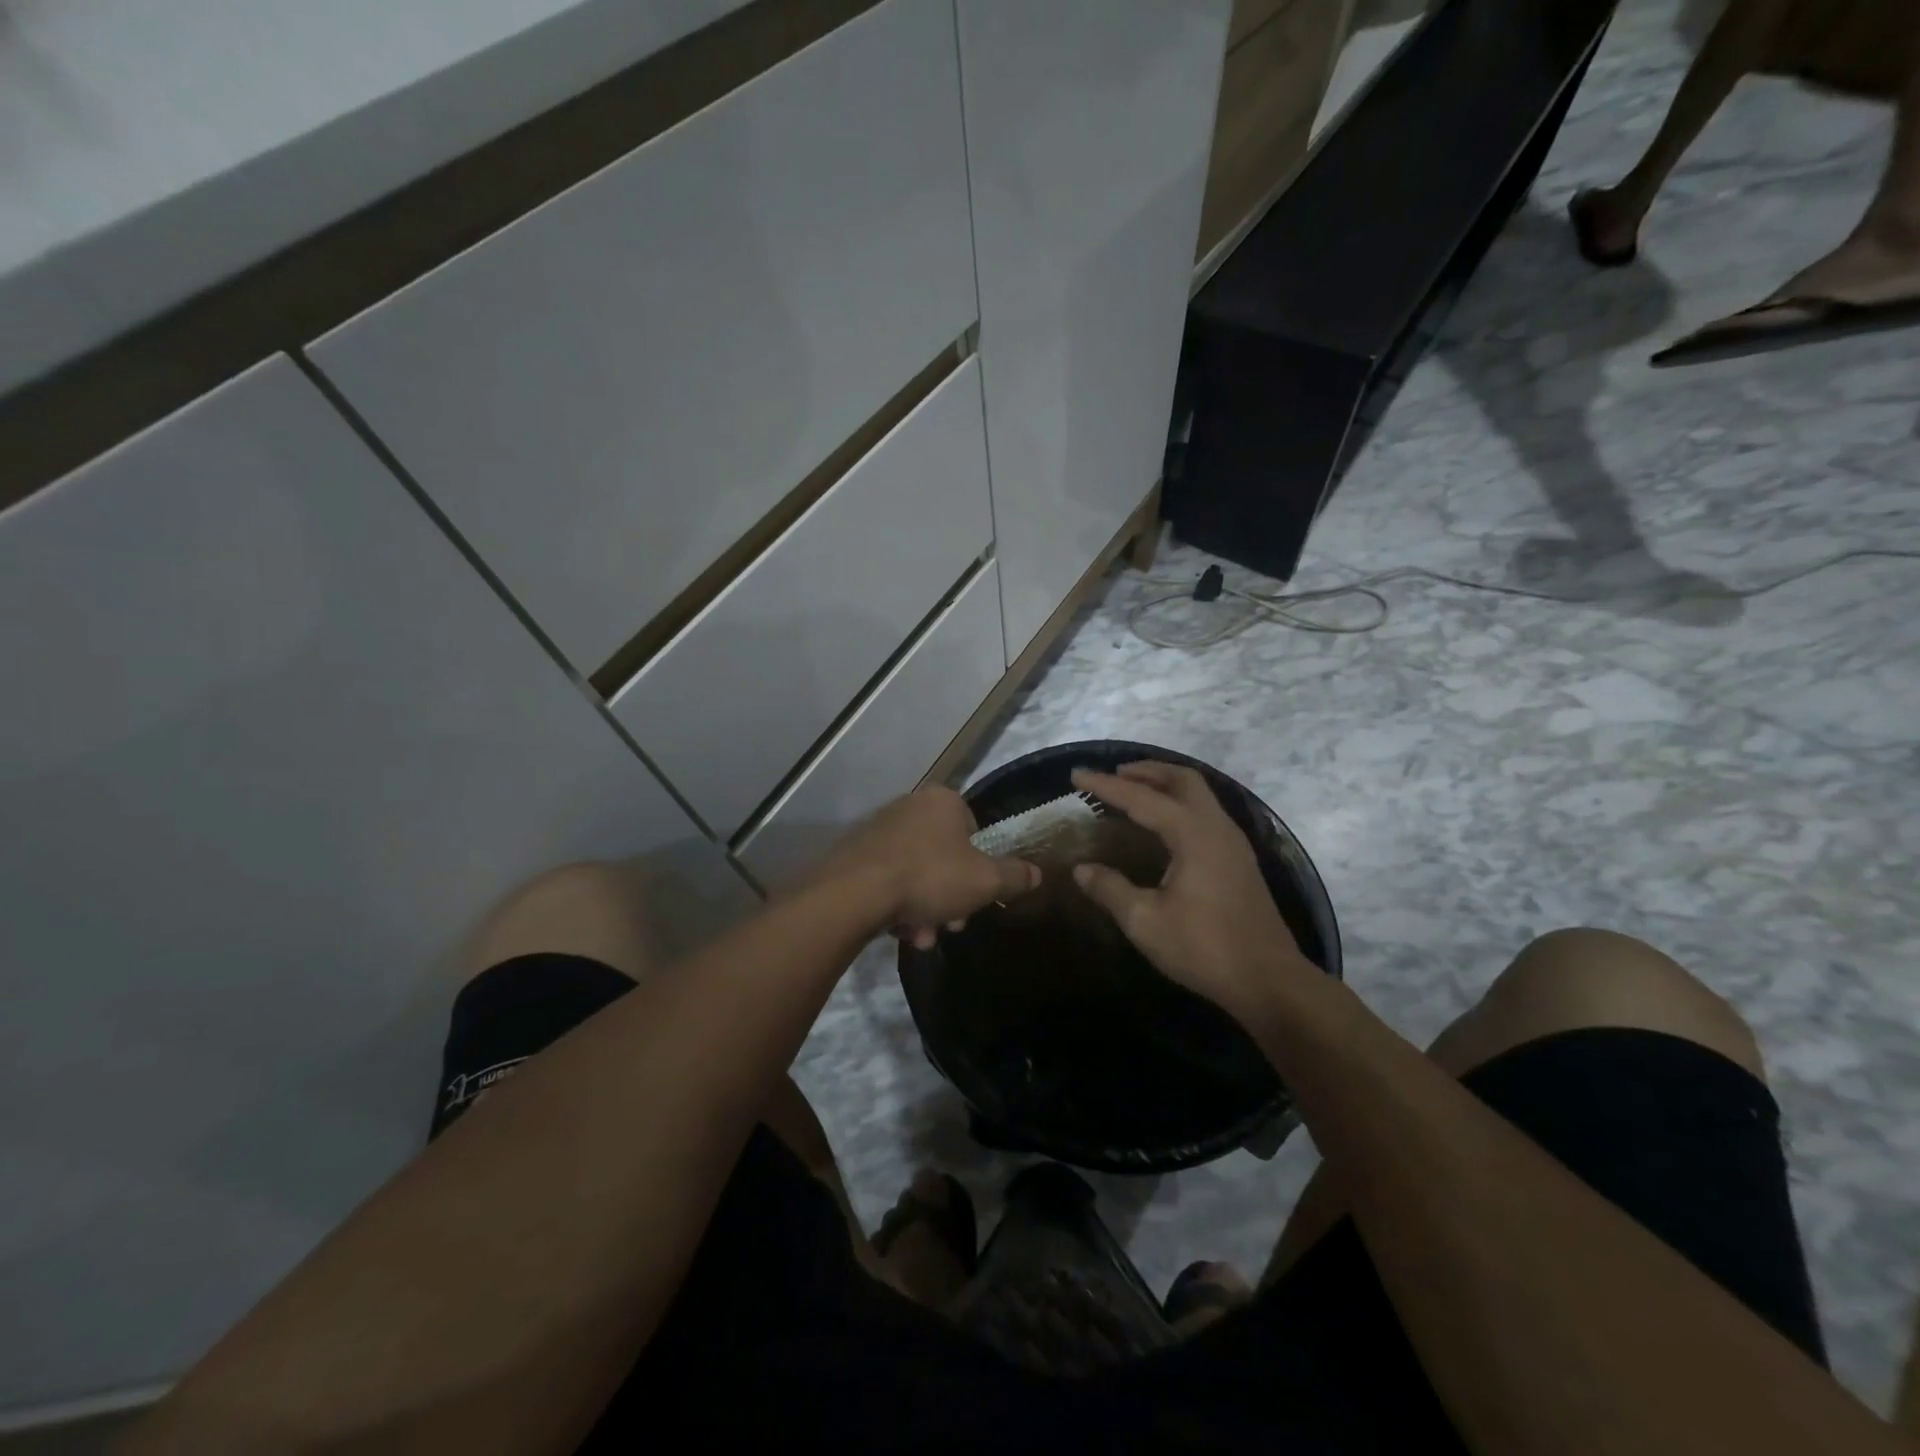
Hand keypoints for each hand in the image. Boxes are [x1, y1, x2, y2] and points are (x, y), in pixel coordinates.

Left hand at [818, 787, 1039, 947]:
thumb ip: (1014, 876)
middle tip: (951, 924)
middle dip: (951, 895)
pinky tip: (899, 931)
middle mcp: (909, 806)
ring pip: (917, 872)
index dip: (980, 866)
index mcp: (943, 801)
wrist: (854, 892)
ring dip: (926, 907)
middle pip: (944, 855)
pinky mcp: (855, 853)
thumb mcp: (985, 881)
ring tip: (922, 937)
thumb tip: (1037, 873)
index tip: (978, 896)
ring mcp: (879, 829)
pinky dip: (898, 904)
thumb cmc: (929, 876)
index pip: (973, 829)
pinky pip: (888, 879)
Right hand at [1070, 763, 1313, 1026]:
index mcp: (1192, 833)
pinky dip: (1180, 803)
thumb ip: (1110, 889)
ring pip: (1199, 794)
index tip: (1077, 775)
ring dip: (1165, 785)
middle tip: (1113, 775)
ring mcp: (1233, 842)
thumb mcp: (1145, 921)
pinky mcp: (1239, 859)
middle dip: (1145, 771)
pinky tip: (1164, 824)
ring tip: (1135, 791)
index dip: (1105, 786)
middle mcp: (1216, 826)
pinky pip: (1206, 812)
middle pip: (1182, 779)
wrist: (1268, 980)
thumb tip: (1080, 869)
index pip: (1141, 798)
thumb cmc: (1204, 948)